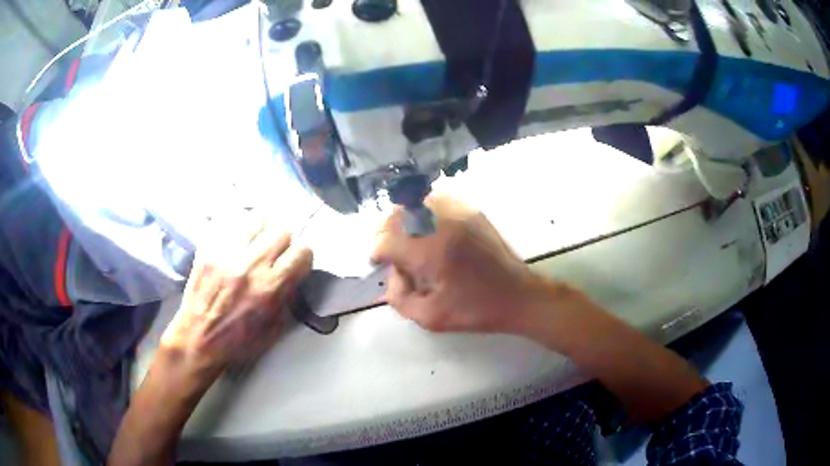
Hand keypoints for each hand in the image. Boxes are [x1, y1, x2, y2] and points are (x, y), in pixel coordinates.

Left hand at [160, 219, 312, 378]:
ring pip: (255, 220)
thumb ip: (286, 298)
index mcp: (270, 288)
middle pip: (281, 231)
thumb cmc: (238, 343)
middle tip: (274, 256)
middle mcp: (250, 265)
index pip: (301, 252)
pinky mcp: (207, 250)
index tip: (296, 265)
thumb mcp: (273, 329)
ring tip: (253, 244)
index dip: (302, 258)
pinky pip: (227, 223)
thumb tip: (292, 276)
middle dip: (282, 244)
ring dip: (259, 232)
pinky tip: (233, 242)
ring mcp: (226, 254)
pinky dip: (235, 229)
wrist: (197, 341)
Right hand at [372, 194, 546, 334]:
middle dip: (386, 232)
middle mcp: (443, 224)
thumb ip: (400, 297)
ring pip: (416, 203)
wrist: (518, 296)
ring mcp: (460, 213)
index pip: (388, 240)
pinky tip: (427, 230)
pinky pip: (437, 201)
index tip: (378, 263)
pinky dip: (424, 212)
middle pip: (399, 215)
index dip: (377, 252)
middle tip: (389, 251)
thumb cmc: (476, 311)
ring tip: (406, 240)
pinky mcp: (472, 211)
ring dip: (404, 220)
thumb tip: (392, 274)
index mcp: (433, 252)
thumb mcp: (431, 317)